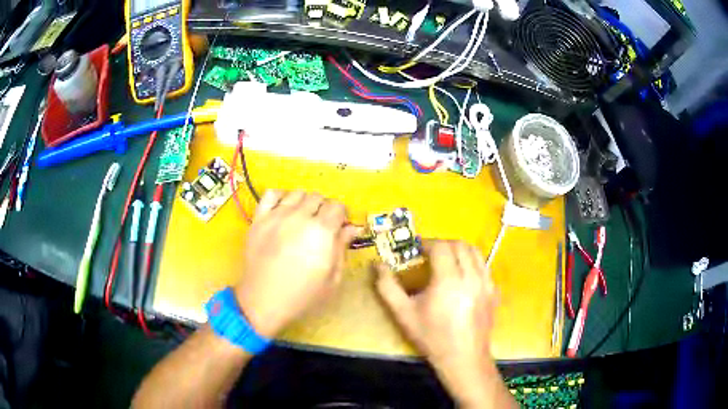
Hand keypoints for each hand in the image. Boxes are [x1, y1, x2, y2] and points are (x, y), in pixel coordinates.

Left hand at [235, 190, 358, 337]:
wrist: (263, 301)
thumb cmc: (303, 295)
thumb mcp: (332, 279)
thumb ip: (342, 248)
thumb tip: (352, 228)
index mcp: (321, 231)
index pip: (337, 206)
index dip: (341, 216)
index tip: (339, 228)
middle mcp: (300, 217)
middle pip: (318, 197)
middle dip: (324, 209)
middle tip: (321, 226)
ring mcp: (277, 215)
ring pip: (297, 193)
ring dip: (304, 202)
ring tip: (302, 218)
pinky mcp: (259, 219)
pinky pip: (271, 194)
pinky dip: (280, 197)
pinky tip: (283, 209)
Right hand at [376, 240, 509, 407]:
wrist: (463, 358)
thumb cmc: (431, 337)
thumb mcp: (404, 314)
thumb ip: (388, 287)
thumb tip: (377, 265)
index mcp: (449, 280)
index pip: (441, 247)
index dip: (427, 243)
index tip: (417, 249)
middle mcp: (472, 277)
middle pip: (461, 245)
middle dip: (443, 244)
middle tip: (430, 254)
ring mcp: (487, 284)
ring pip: (476, 253)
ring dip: (459, 251)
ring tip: (447, 262)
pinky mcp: (494, 292)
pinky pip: (484, 267)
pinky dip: (472, 264)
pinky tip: (462, 278)